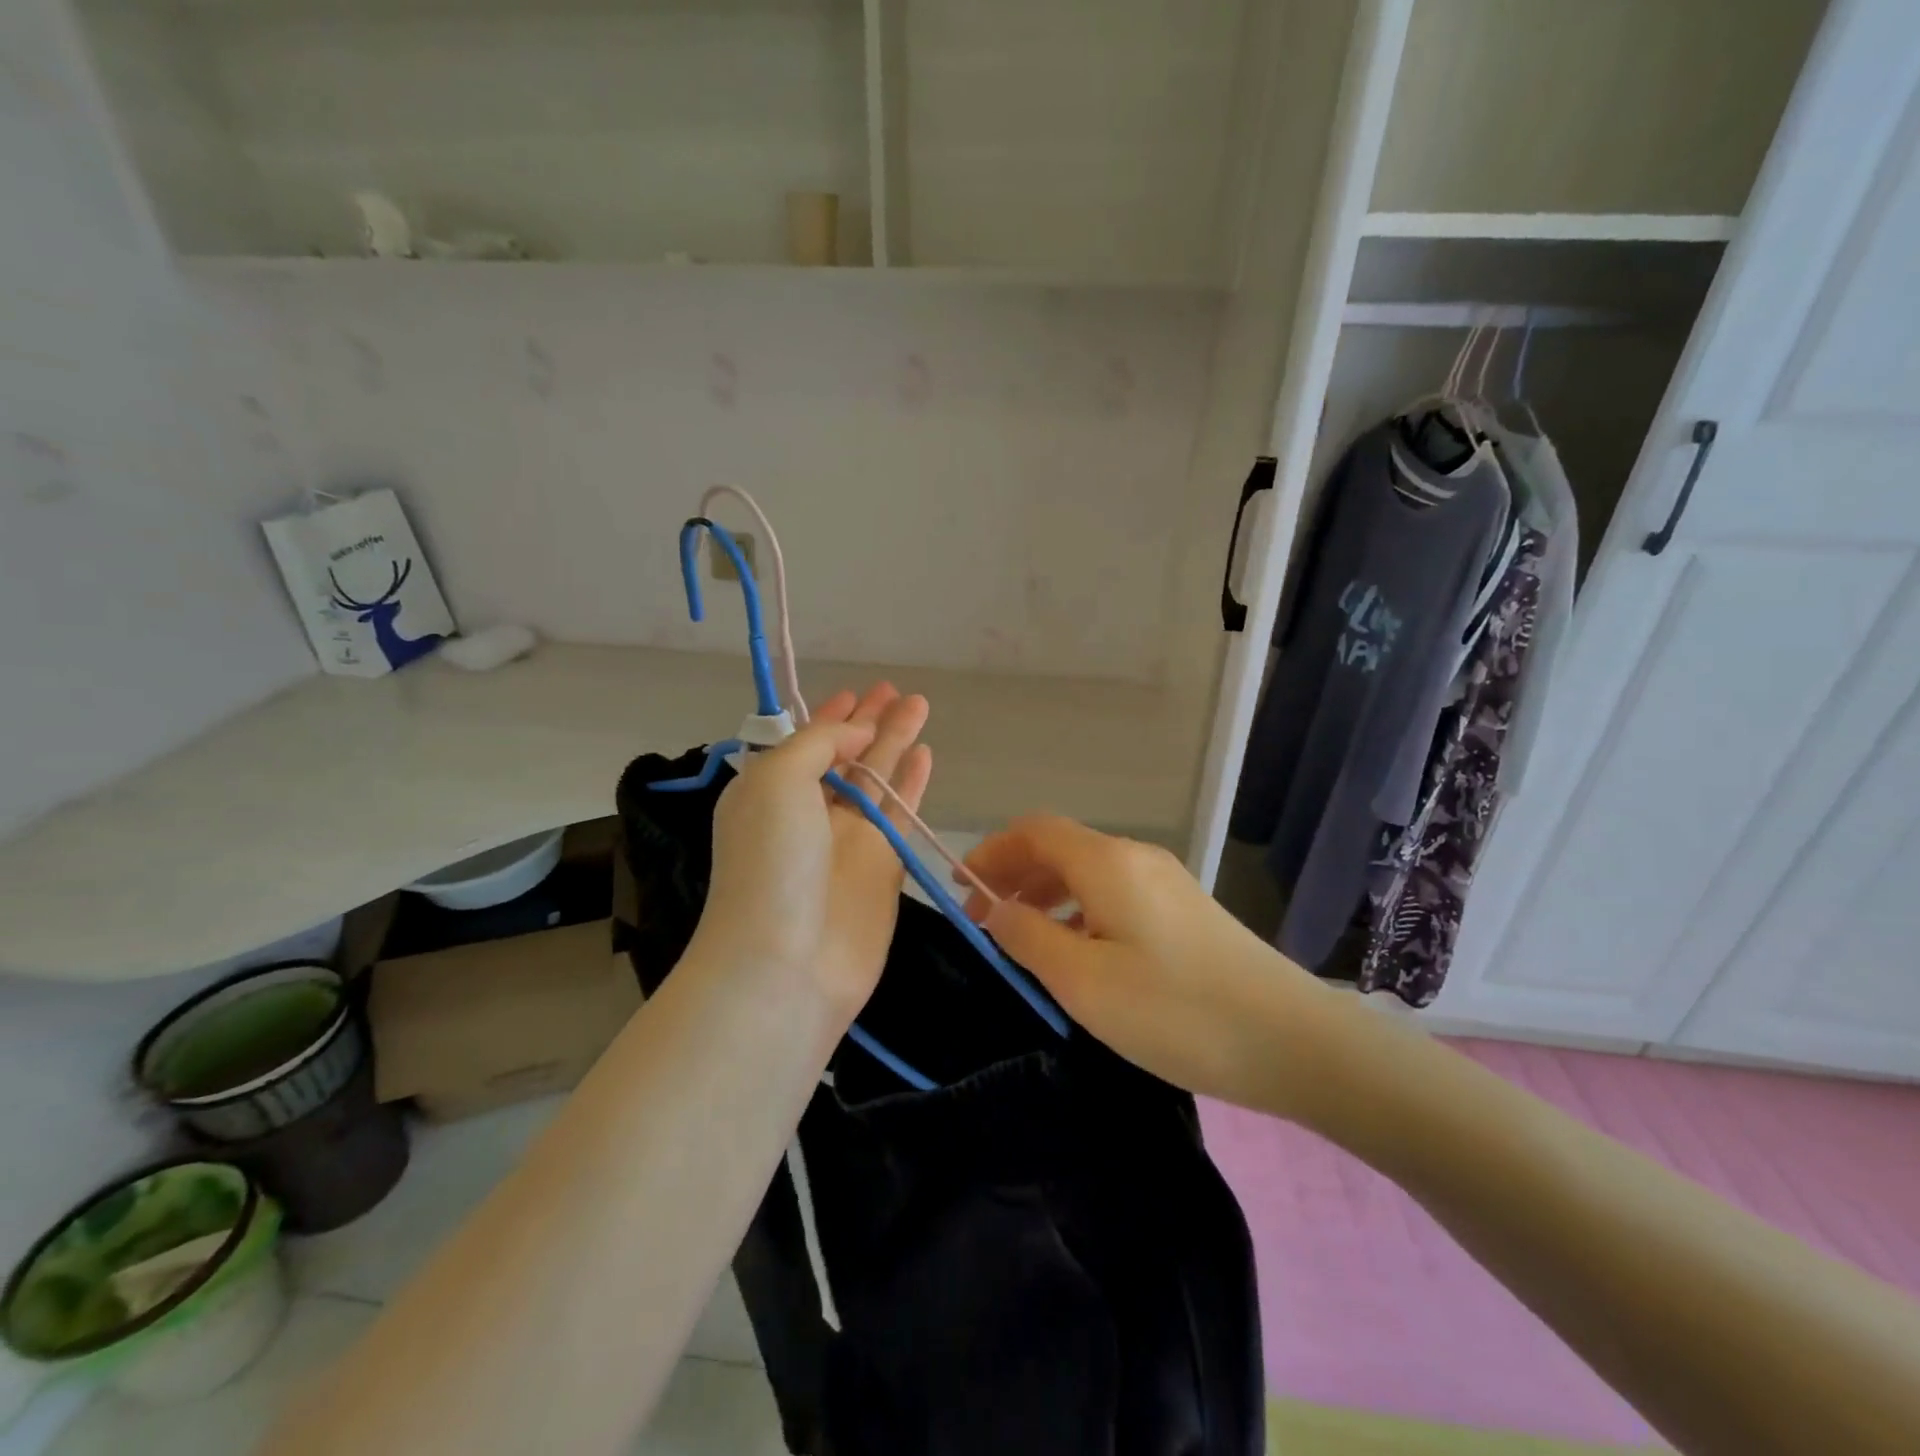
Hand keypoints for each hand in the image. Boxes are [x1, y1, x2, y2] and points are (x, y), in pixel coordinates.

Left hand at [694, 684, 931, 1026]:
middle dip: (869, 722)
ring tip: (919, 706)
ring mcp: (848, 840)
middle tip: (897, 690)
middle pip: (845, 756)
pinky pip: (901, 812)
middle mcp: (808, 812)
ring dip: (896, 742)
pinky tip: (926, 755)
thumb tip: (856, 735)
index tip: (856, 693)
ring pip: (878, 777)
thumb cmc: (771, 862)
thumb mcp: (777, 780)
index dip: (831, 717)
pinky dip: (912, 782)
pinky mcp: (883, 866)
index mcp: (770, 791)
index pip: (805, 742)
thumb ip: (817, 744)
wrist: (787, 963)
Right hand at [962, 816, 1332, 1114]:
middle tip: (985, 920)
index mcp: (1107, 862)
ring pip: (1088, 872)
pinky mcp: (1184, 910)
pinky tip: (1079, 952)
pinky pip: (1114, 894)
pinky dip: (1079, 910)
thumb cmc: (1175, 1010)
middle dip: (1015, 874)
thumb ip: (1029, 937)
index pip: (1034, 830)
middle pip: (1060, 847)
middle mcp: (1135, 857)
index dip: (991, 851)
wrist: (1291, 1040)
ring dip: (1046, 894)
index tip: (962, 889)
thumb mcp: (1083, 980)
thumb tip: (996, 910)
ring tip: (1024, 939)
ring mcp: (1165, 882)